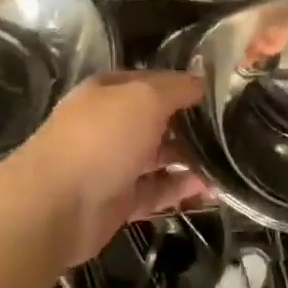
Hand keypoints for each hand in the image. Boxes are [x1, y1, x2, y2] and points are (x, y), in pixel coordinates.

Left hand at [17, 70, 209, 266]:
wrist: (56, 206)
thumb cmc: (101, 138)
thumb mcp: (144, 98)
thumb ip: (176, 88)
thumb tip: (200, 82)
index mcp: (109, 92)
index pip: (153, 81)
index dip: (184, 85)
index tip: (220, 93)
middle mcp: (110, 124)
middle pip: (157, 120)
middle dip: (191, 125)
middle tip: (231, 131)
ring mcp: (113, 164)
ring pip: (159, 157)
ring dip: (191, 160)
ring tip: (228, 163)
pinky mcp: (119, 200)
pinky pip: (156, 190)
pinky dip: (181, 189)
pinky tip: (210, 190)